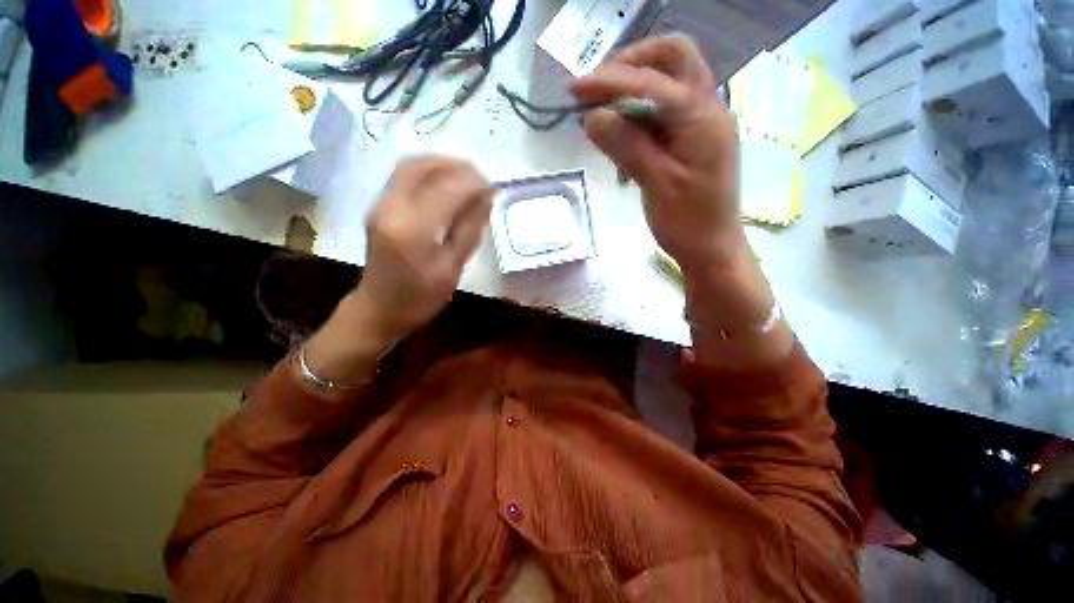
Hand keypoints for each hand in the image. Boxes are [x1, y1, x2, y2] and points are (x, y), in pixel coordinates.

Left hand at [356, 156, 492, 341]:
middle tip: (481, 177)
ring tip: (467, 176)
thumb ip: (470, 230)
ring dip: (441, 164)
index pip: (448, 189)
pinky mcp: (377, 206)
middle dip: (456, 166)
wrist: (378, 309)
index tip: (493, 187)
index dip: (473, 183)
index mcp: (413, 230)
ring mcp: (379, 204)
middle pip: (423, 167)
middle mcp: (391, 207)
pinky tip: (445, 183)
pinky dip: (428, 172)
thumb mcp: (453, 268)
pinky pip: (403, 176)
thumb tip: (487, 198)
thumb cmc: (421, 297)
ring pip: (411, 166)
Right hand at [572, 36, 742, 270]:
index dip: (611, 82)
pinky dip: (638, 108)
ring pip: (668, 80)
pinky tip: (618, 126)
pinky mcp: (690, 138)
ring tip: (601, 105)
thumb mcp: (657, 185)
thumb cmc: (688, 222)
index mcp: (702, 118)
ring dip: (633, 83)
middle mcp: (706, 108)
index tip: (575, 90)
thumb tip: (592, 116)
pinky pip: (664, 108)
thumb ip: (627, 147)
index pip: (652, 82)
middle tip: (598, 88)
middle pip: (673, 58)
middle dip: (632, 64)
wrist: (711, 247)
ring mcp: (700, 122)